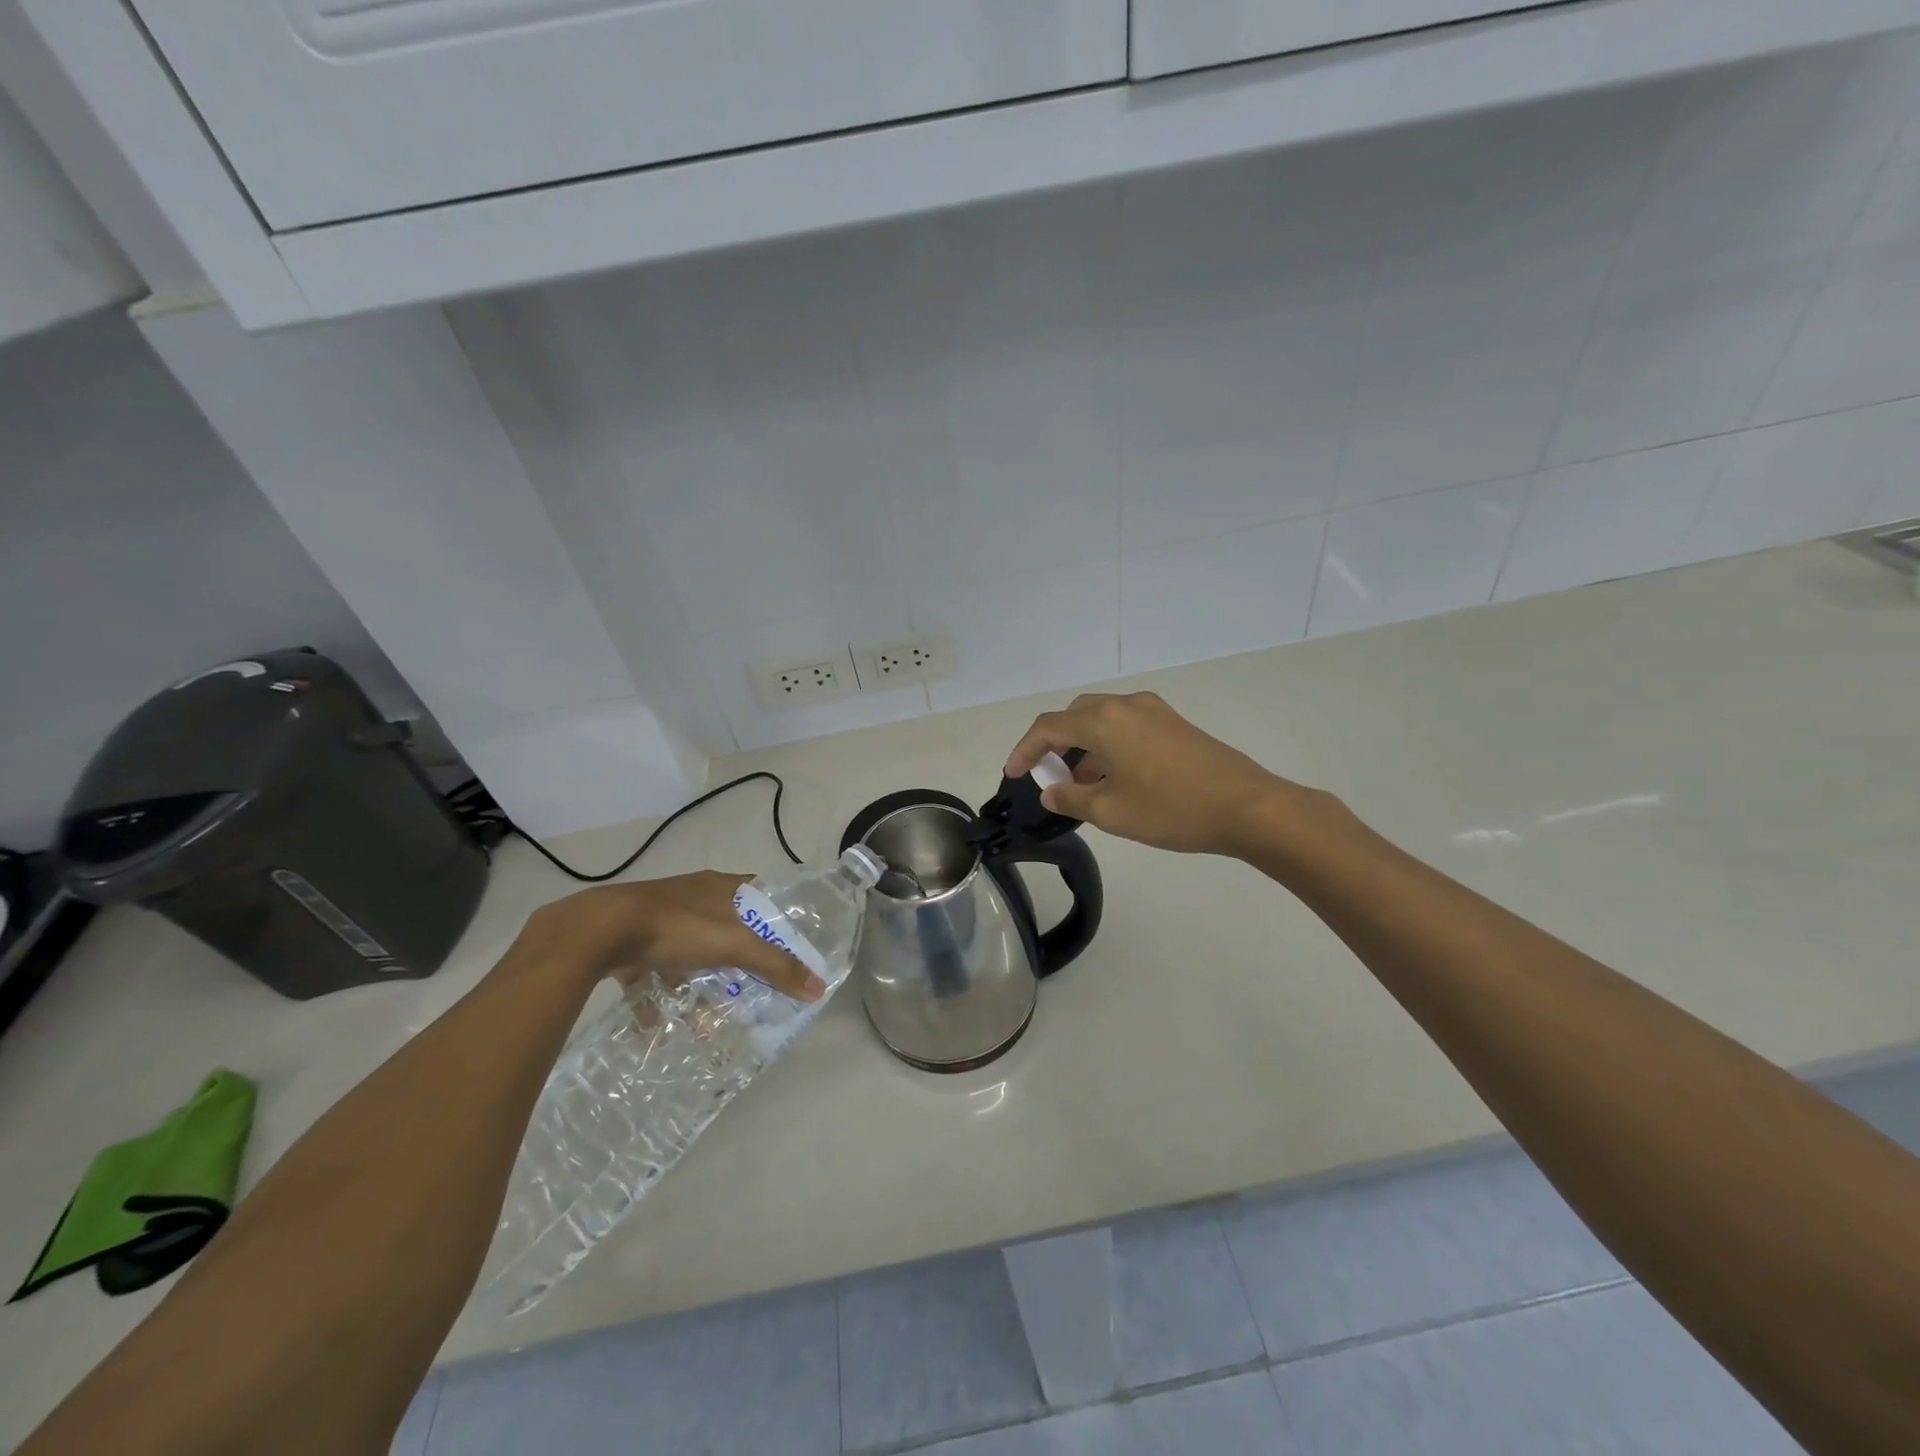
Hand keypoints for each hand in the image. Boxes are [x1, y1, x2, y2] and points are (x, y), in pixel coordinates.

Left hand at [521, 871, 823, 1000]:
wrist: (598, 932)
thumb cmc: (678, 926)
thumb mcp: (735, 945)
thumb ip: (776, 966)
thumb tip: (819, 987)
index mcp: (720, 886)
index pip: (759, 892)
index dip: (776, 915)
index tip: (789, 943)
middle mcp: (691, 897)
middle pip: (726, 926)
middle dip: (739, 958)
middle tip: (753, 986)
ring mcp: (658, 920)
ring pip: (689, 953)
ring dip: (698, 984)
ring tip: (708, 1019)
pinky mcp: (629, 944)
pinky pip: (652, 975)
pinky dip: (658, 1000)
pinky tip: (659, 1030)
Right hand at [1004, 691, 1306, 857]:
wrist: (1248, 807)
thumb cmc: (1172, 810)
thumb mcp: (1111, 812)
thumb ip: (1071, 798)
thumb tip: (1050, 790)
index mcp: (1104, 721)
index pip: (1048, 727)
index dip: (1024, 750)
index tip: (1012, 774)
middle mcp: (1126, 705)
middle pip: (1074, 716)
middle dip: (1054, 744)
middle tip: (1047, 777)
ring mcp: (1154, 711)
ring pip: (1102, 719)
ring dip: (1083, 746)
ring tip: (1081, 784)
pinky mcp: (1174, 723)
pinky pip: (1126, 725)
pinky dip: (1108, 745)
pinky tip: (1115, 777)